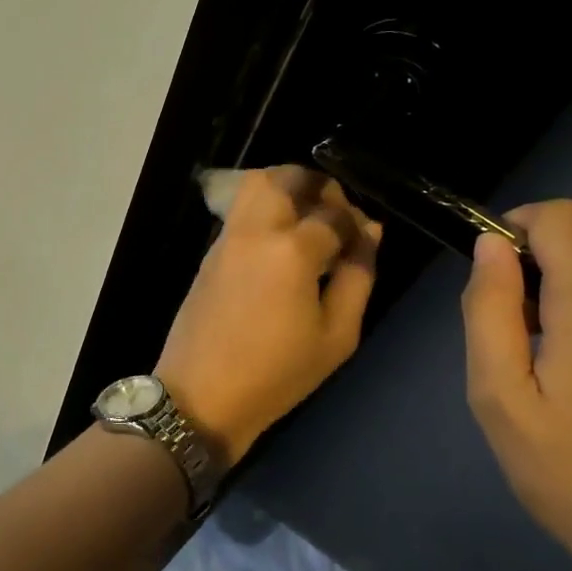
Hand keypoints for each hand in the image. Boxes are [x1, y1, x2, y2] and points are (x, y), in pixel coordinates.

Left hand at [156, 167, 381, 466]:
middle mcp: (256, 230)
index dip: (356, 221)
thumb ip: (358, 277)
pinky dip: (263, 205)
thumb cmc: (277, 373)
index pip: (334, 213)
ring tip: (307, 219)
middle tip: (334, 214)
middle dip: (318, 185)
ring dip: (286, 186)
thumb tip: (369, 233)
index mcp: (292, 250)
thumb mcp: (336, 336)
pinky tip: (279, 239)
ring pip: (256, 183)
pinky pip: (239, 208)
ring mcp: (227, 236)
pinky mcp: (211, 250)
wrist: (202, 393)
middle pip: (287, 177)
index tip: (364, 240)